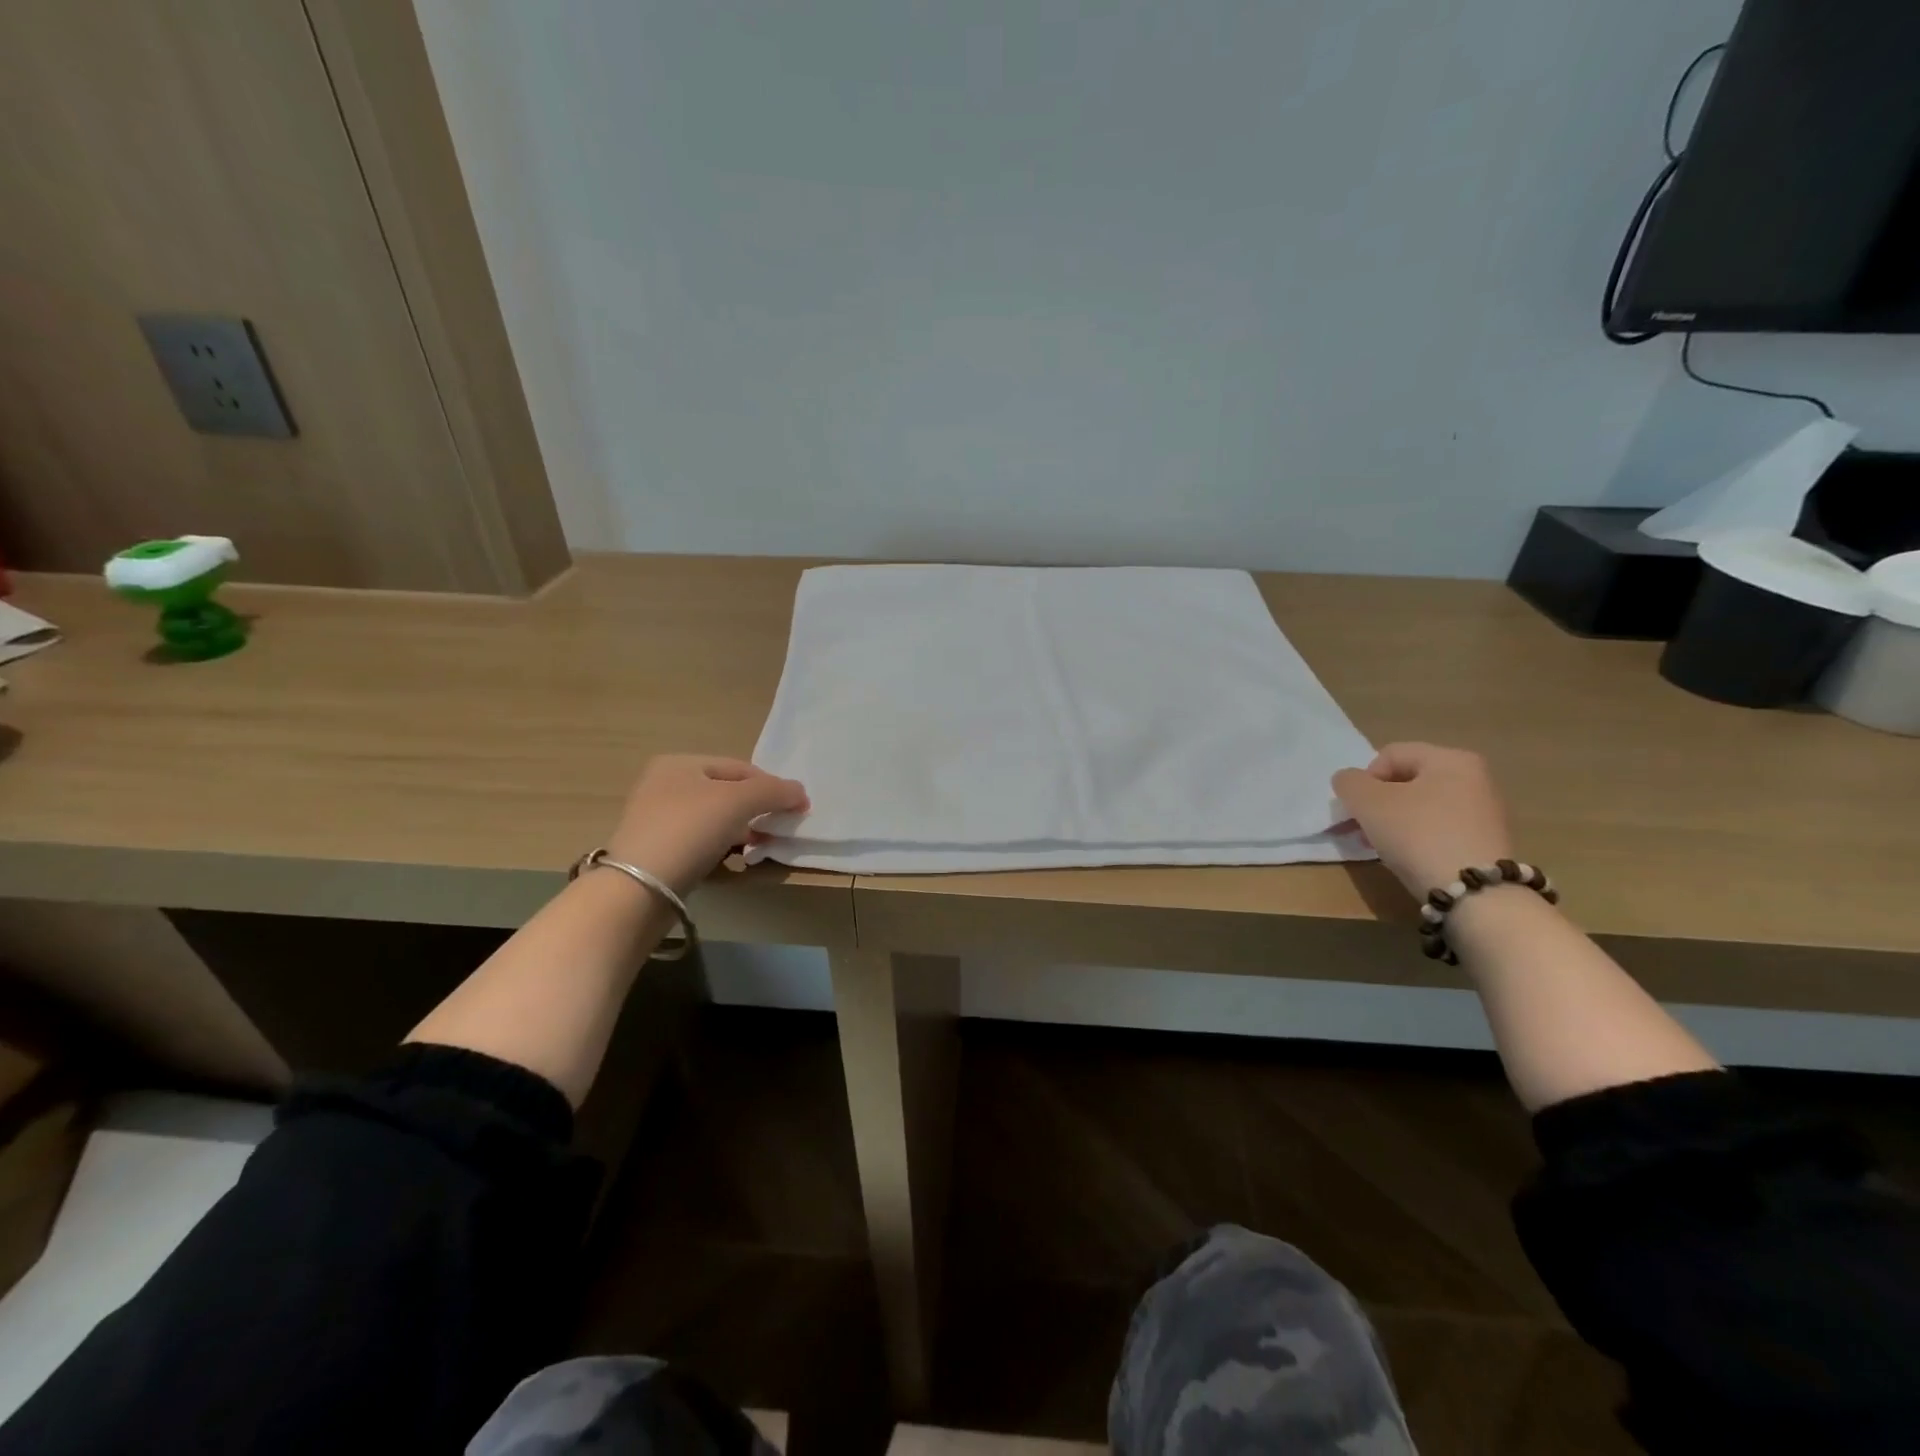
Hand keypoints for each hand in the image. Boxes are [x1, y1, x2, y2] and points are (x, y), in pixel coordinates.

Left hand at [605, 755, 808, 894]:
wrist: (638, 888)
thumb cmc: (689, 829)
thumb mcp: (739, 801)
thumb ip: (775, 791)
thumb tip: (801, 793)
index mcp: (679, 763)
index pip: (740, 768)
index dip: (772, 785)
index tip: (796, 809)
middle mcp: (663, 785)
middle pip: (727, 792)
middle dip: (758, 810)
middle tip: (779, 829)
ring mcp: (657, 819)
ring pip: (715, 819)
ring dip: (743, 830)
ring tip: (762, 847)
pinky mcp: (657, 851)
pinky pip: (701, 842)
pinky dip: (723, 847)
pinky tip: (736, 861)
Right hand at [1332, 743, 1513, 898]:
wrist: (1474, 893)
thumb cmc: (1417, 834)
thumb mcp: (1367, 802)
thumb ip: (1349, 783)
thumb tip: (1349, 780)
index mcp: (1451, 759)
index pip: (1391, 755)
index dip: (1364, 779)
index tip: (1356, 808)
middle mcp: (1476, 778)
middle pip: (1408, 781)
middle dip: (1378, 803)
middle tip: (1363, 828)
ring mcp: (1487, 812)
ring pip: (1423, 806)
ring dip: (1395, 821)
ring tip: (1382, 846)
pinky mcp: (1488, 842)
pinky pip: (1441, 829)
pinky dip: (1419, 838)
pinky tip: (1410, 858)